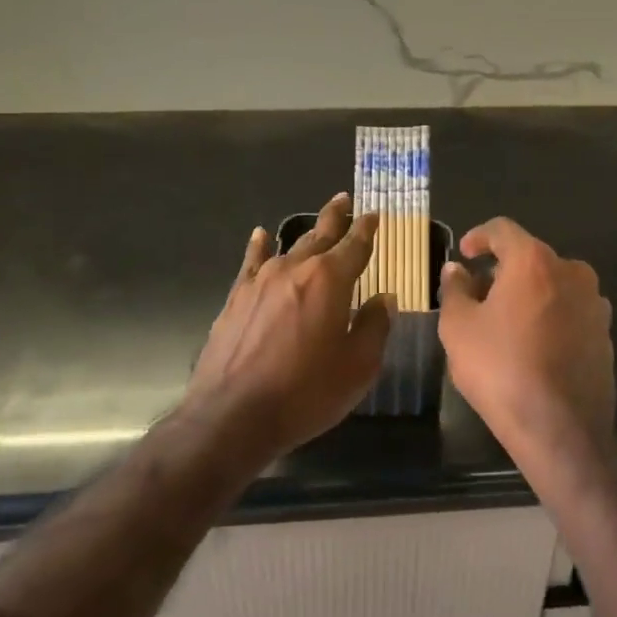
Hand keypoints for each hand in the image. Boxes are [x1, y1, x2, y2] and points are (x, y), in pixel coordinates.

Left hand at [186, 193, 393, 462]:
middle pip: (320, 235)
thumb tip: (384, 298)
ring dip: (306, 234)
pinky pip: (252, 262)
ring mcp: (261, 280)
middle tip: (344, 200)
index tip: (374, 214)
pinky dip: (259, 247)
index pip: (355, 244)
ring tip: (317, 223)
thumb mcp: (358, 367)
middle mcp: (295, 268)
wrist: (232, 416)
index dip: (367, 229)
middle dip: (336, 217)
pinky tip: (260, 236)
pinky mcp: (236, 297)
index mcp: (330, 279)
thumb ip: (375, 326)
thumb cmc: (305, 393)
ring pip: (289, 247)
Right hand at [438, 218, 614, 477]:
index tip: (464, 253)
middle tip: (478, 295)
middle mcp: (572, 272)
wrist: (561, 431)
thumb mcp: (459, 328)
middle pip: (530, 257)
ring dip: (528, 294)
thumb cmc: (502, 369)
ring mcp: (594, 304)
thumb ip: (455, 290)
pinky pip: (569, 312)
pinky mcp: (605, 335)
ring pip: (552, 285)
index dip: (479, 236)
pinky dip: (549, 317)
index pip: (503, 230)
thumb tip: (456, 270)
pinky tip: (532, 345)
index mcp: (534, 261)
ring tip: (504, 323)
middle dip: (502, 271)